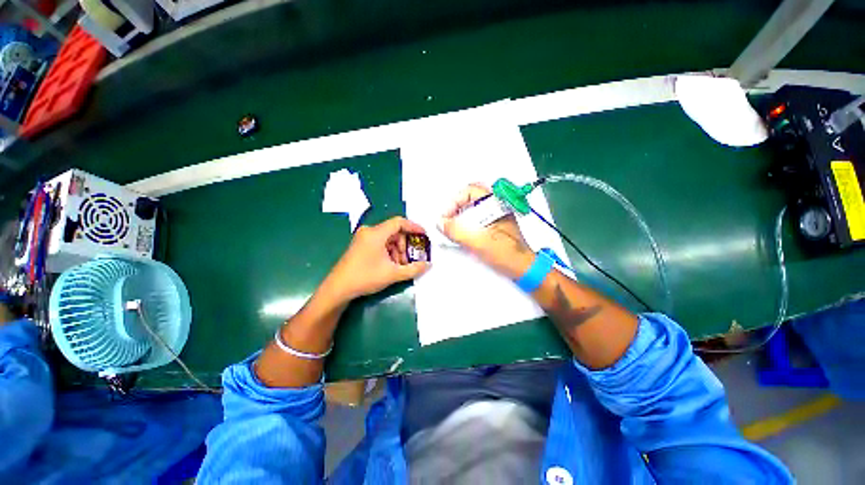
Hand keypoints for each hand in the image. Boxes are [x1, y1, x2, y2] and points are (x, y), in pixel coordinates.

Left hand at [323, 217, 430, 301]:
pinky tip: (390, 265)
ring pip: (388, 238)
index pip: (399, 222)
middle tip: (410, 259)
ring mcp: (363, 238)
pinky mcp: (360, 245)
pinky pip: (380, 243)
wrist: (338, 288)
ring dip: (397, 250)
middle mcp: (369, 231)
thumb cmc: (366, 277)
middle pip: (394, 232)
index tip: (424, 235)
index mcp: (376, 233)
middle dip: (405, 245)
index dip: (414, 227)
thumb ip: (413, 269)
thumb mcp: (393, 274)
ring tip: (400, 265)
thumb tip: (428, 264)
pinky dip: (389, 251)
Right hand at [439, 184, 534, 278]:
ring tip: (453, 229)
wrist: (523, 268)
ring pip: (473, 208)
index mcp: (496, 204)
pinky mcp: (495, 225)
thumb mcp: (478, 242)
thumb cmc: (507, 254)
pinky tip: (463, 235)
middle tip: (448, 220)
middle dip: (456, 207)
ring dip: (460, 216)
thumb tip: (441, 223)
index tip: (447, 216)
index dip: (455, 201)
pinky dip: (466, 223)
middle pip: (471, 198)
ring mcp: (497, 216)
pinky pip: (477, 218)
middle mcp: (497, 206)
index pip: (470, 191)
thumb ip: (457, 231)